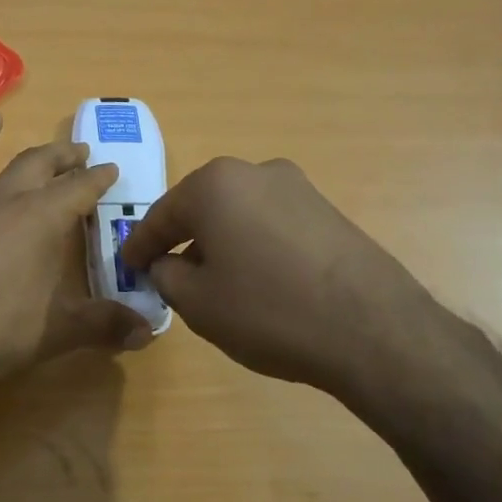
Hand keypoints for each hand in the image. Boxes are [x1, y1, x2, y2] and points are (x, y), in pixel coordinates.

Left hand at [0, 116, 153, 386]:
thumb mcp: (62, 329)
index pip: (78, 188)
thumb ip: (105, 325)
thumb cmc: (3, 327)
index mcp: (41, 217)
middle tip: (77, 150)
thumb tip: (147, 333)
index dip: (98, 178)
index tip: (111, 169)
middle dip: (59, 154)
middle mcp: (2, 201)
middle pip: (34, 164)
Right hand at [120, 157, 477, 429]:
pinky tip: (259, 280)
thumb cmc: (268, 310)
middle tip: (167, 272)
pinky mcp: (329, 210)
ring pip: (239, 214)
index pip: (160, 216)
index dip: (140, 246)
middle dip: (182, 239)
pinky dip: (254, 245)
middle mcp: (256, 172)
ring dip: (220, 242)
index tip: (127, 267)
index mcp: (214, 184)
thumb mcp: (196, 302)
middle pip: (202, 207)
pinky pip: (272, 224)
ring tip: (215, 280)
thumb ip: (165, 275)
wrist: (373, 329)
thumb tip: (168, 263)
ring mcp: (298, 188)